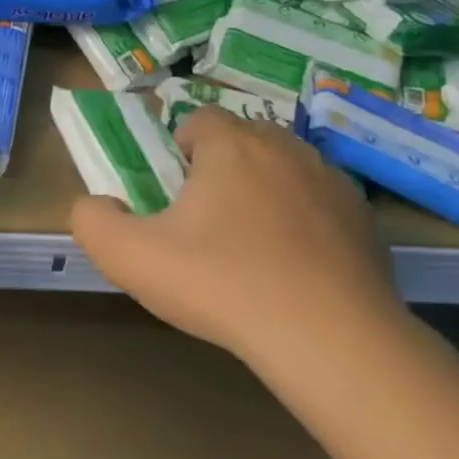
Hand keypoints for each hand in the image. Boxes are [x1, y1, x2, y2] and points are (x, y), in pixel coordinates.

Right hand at [70, 108, 405, 363]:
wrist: (328, 338)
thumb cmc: (220, 284)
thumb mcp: (128, 257)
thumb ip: (92, 220)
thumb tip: (96, 204)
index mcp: (231, 147)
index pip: (199, 120)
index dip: (178, 151)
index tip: (172, 194)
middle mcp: (286, 149)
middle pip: (243, 141)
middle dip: (220, 170)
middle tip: (202, 223)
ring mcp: (333, 183)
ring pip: (284, 171)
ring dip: (262, 194)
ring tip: (249, 249)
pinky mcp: (365, 221)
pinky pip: (320, 208)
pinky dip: (303, 226)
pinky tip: (292, 271)